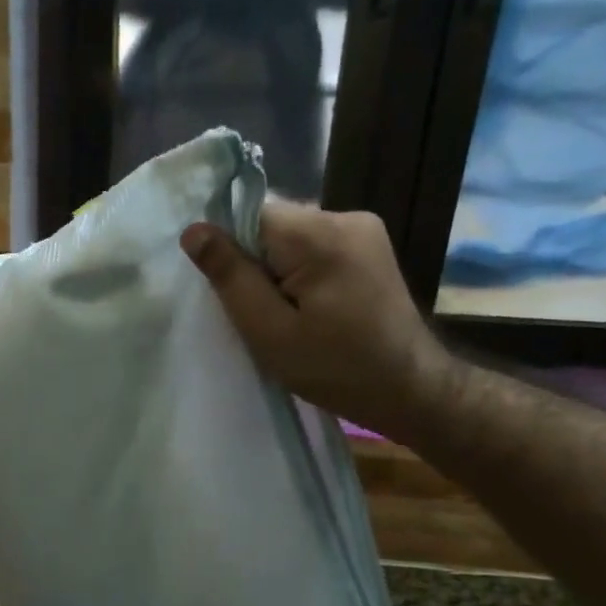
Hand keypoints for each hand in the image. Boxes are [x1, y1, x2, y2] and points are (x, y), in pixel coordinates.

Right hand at [181, 203, 455, 442]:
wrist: (411, 388)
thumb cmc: (336, 368)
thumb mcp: (269, 331)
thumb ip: (231, 277)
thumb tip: (194, 230)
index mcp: (319, 235)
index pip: (251, 216)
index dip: (234, 253)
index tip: (237, 295)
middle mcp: (345, 216)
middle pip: (273, 224)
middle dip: (258, 264)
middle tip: (265, 315)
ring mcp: (364, 229)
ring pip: (293, 236)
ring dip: (280, 269)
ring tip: (291, 315)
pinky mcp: (371, 246)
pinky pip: (316, 246)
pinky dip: (303, 272)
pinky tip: (313, 308)